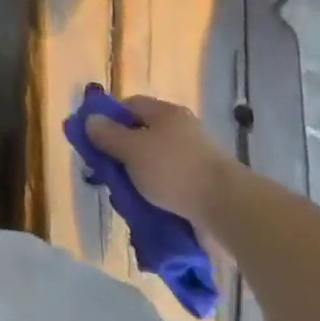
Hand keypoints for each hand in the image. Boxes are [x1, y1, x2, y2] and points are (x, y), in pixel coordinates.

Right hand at [84, 95, 240, 225]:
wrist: (230, 210)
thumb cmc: (175, 171)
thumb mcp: (132, 150)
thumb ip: (108, 135)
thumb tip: (89, 120)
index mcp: (167, 114)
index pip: (131, 105)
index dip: (110, 118)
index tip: (95, 140)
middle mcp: (182, 132)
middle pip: (143, 137)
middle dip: (124, 157)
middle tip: (108, 176)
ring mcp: (196, 161)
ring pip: (156, 167)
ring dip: (140, 183)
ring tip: (127, 203)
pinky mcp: (205, 189)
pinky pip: (172, 190)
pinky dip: (158, 200)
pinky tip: (148, 215)